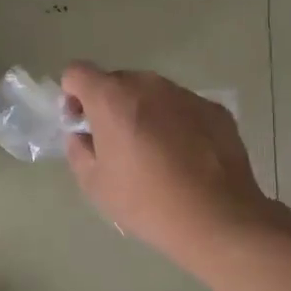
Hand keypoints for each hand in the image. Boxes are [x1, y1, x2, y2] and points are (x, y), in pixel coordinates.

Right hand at [61, 63, 290, 271]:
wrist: (217, 218)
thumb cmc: (146, 201)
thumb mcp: (95, 184)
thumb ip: (79, 150)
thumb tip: (83, 136)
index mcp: (112, 99)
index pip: (77, 72)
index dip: (72, 95)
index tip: (81, 124)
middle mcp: (148, 85)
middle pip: (116, 81)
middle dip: (108, 104)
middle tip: (115, 142)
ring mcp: (185, 95)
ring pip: (151, 93)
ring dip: (143, 112)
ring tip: (153, 152)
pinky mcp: (214, 109)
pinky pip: (182, 107)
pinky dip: (175, 122)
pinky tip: (184, 157)